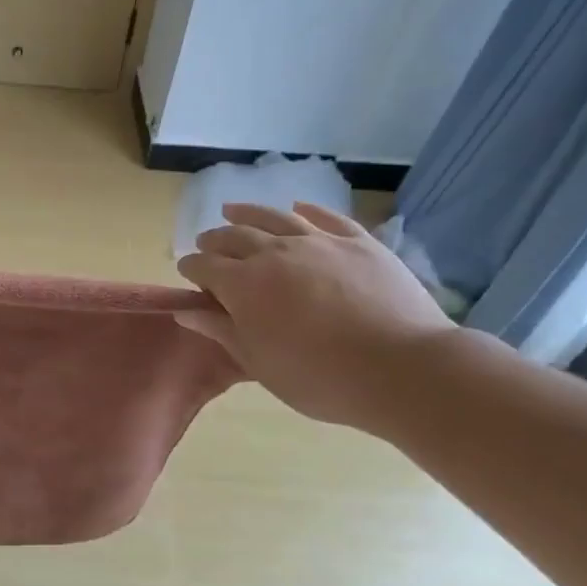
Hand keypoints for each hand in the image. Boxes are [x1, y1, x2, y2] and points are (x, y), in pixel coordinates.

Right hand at [176, 201, 454, 430]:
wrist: (402, 369)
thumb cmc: (319, 377)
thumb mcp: (259, 363)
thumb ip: (220, 330)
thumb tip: (184, 310)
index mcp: (244, 285)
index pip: (205, 266)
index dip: (192, 267)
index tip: (186, 271)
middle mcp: (275, 252)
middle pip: (235, 236)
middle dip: (214, 239)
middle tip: (206, 243)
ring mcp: (319, 242)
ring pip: (275, 217)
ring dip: (248, 213)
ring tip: (233, 210)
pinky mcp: (359, 242)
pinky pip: (326, 217)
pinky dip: (307, 210)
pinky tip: (298, 208)